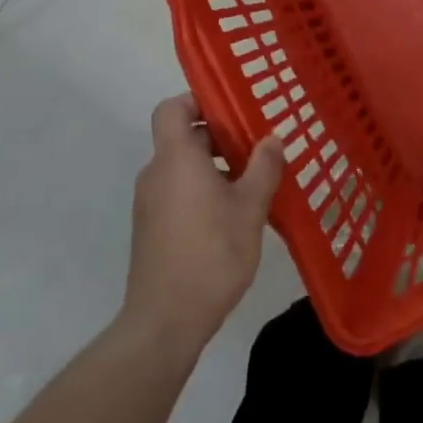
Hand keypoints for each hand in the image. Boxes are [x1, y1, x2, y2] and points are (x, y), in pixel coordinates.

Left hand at [123, 95, 283, 356]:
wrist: (164, 322)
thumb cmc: (211, 254)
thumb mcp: (250, 208)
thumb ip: (263, 167)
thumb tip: (272, 139)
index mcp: (176, 158)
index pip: (172, 108)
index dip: (198, 100)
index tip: (232, 109)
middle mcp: (157, 173)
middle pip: (184, 138)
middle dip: (221, 138)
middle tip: (258, 147)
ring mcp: (150, 203)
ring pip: (183, 168)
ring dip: (216, 168)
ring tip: (253, 183)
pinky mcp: (151, 229)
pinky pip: (178, 193)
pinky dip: (203, 191)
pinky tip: (233, 216)